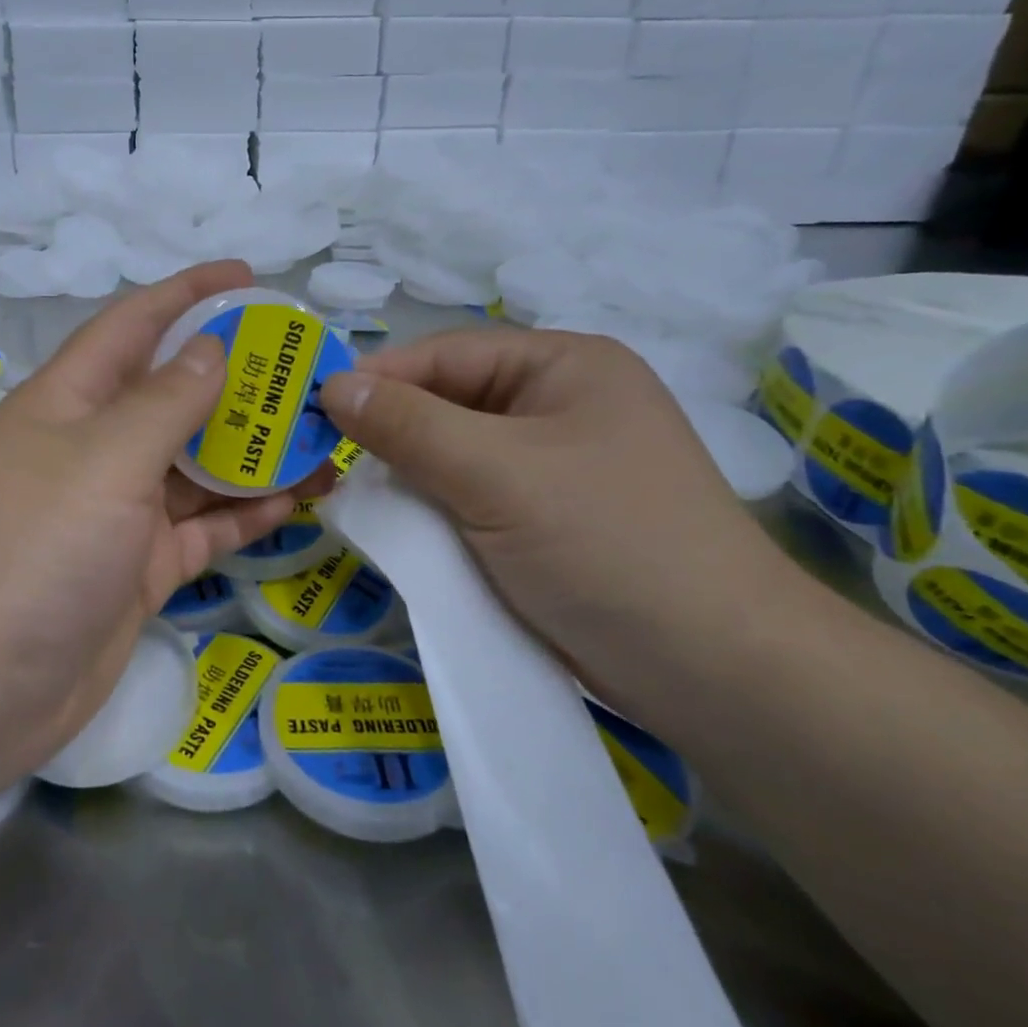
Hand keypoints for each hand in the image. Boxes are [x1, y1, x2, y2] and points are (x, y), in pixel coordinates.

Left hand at [0, 262, 303, 779]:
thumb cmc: (31, 549)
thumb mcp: (104, 458)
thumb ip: (165, 401)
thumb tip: (212, 348)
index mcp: (70, 401)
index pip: (134, 325)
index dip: (188, 294)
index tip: (249, 277)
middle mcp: (93, 448)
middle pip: (175, 397)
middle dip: (238, 380)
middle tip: (310, 370)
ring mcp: (116, 514)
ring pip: (196, 466)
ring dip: (253, 451)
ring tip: (322, 436)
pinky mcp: (137, 571)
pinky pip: (200, 528)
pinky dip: (243, 514)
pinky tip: (296, 500)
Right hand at [319, 328, 796, 709]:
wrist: (714, 672)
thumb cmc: (606, 543)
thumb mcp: (496, 473)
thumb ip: (407, 425)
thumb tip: (332, 386)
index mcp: (563, 367)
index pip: (447, 354)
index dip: (379, 378)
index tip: (313, 409)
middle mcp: (557, 406)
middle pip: (447, 403)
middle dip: (389, 431)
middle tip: (322, 460)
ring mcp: (551, 467)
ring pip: (451, 455)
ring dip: (406, 476)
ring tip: (347, 496)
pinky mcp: (542, 521)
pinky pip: (467, 498)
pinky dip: (431, 510)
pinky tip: (395, 527)